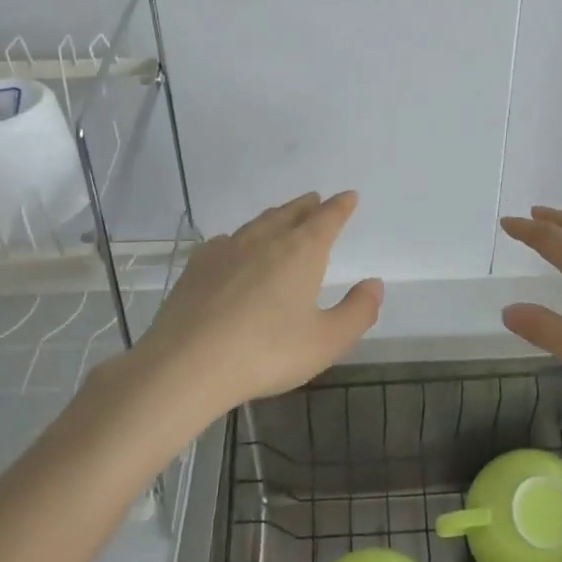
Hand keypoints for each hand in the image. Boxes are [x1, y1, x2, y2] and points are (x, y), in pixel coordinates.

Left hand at [135, 191, 383, 415]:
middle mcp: (266, 239)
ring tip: (283, 217)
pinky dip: (241, 238)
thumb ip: (357, 312)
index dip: (341, 206)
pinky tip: (235, 248)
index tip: (349, 196)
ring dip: (276, 216)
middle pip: (291, 213)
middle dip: (308, 206)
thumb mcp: (326, 341)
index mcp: (302, 251)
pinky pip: (227, 240)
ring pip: (259, 223)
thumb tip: (374, 284)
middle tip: (316, 200)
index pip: (327, 218)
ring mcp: (228, 249)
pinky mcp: (198, 265)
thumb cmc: (266, 353)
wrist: (186, 365)